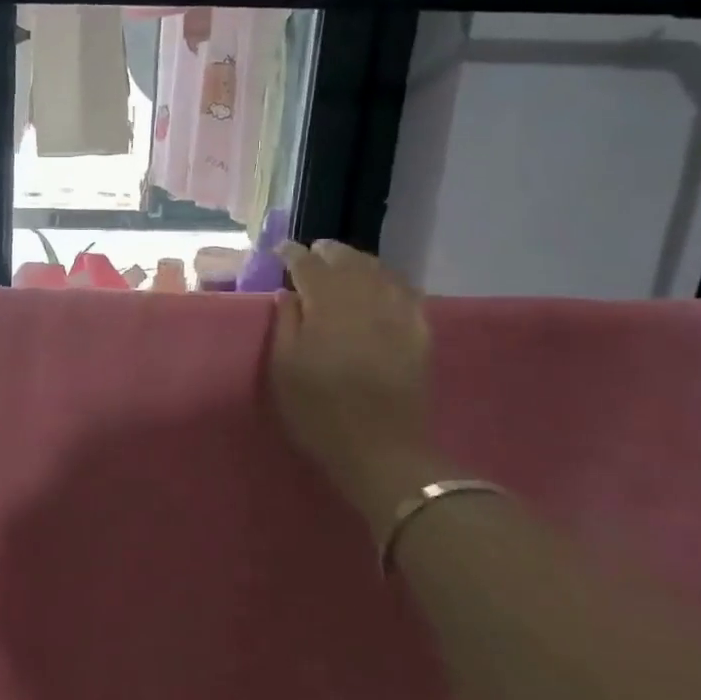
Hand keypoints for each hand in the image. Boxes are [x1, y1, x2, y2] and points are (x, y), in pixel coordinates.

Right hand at [270, 240, 434, 516]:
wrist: (379, 449)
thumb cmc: (319, 411)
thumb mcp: (284, 370)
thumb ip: (286, 325)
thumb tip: (289, 294)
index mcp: (328, 306)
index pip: (309, 266)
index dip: (294, 255)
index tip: (281, 250)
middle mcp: (366, 300)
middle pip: (348, 261)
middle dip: (329, 252)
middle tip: (313, 251)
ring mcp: (398, 314)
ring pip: (379, 272)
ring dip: (359, 261)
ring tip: (345, 262)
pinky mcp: (419, 333)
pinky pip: (406, 292)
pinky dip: (390, 280)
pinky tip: (384, 284)